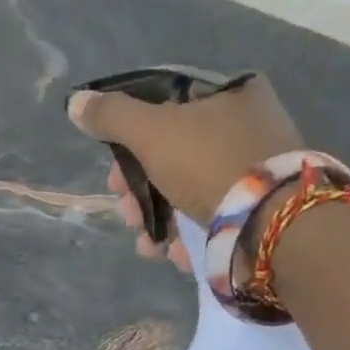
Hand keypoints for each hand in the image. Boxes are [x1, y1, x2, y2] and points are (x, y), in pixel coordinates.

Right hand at [68, 74, 302, 269]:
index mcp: (231, 95)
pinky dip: (190, 238)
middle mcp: (249, 129)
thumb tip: (76, 102)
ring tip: (147, 245)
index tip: (115, 176)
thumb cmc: (210, 164)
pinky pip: (216, 220)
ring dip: (159, 221)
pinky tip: (174, 255)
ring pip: (192, 193)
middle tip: (126, 214)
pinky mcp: (262, 215)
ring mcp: (258, 175)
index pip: (168, 109)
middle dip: (141, 192)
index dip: (132, 141)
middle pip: (176, 156)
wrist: (273, 227)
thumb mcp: (152, 132)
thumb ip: (112, 117)